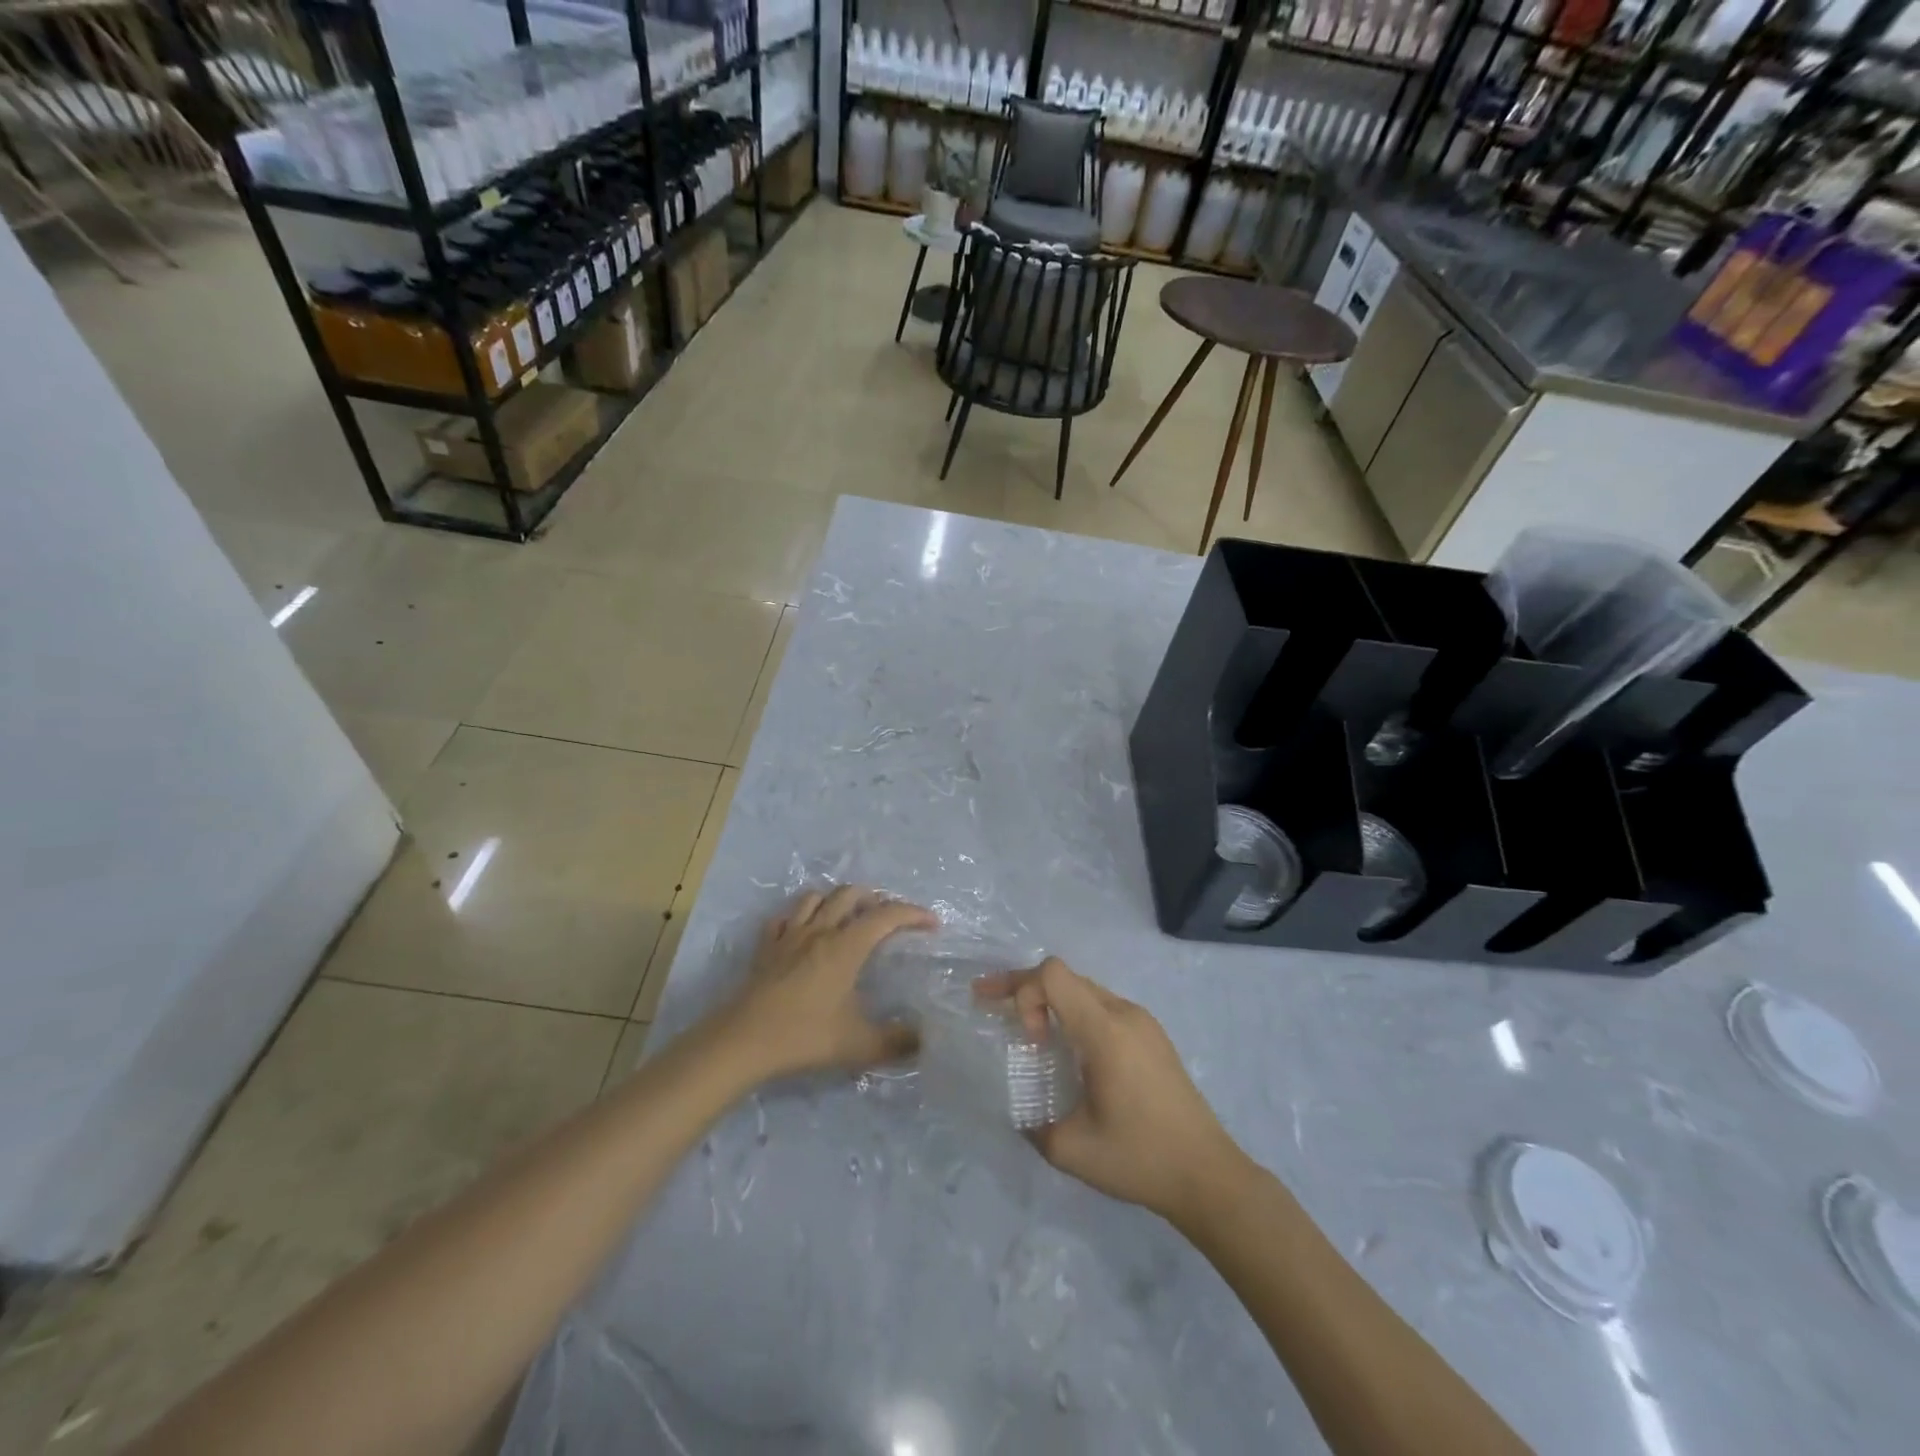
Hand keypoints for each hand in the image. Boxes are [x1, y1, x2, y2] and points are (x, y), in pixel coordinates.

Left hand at [721, 886, 936, 1079]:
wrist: (743, 1041)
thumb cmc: (804, 1036)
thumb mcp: (858, 1045)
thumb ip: (896, 1042)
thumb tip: (924, 1040)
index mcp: (846, 946)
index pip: (887, 916)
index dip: (913, 914)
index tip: (932, 924)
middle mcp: (820, 931)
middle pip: (850, 894)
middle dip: (875, 898)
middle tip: (889, 918)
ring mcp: (789, 936)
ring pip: (815, 897)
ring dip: (836, 900)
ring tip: (848, 916)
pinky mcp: (766, 947)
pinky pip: (785, 918)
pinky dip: (800, 917)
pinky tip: (803, 932)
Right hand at [976, 958, 1249, 1228]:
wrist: (1209, 1176)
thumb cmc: (1140, 1158)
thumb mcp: (1071, 1149)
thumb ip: (1032, 1124)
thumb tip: (1018, 1110)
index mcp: (1105, 1030)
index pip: (1053, 974)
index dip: (1023, 991)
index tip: (1027, 1038)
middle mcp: (1124, 1013)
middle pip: (1065, 976)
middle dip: (1024, 988)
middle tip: (990, 1004)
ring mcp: (1142, 1022)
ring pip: (1084, 989)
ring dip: (1051, 1001)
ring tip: (1029, 1033)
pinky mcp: (1152, 1037)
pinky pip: (1103, 1006)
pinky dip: (1075, 1014)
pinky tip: (1068, 1049)